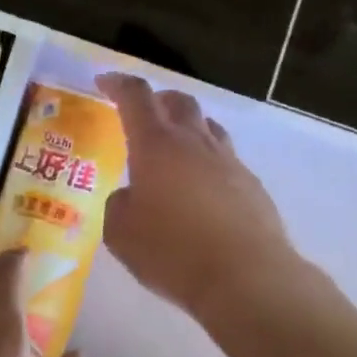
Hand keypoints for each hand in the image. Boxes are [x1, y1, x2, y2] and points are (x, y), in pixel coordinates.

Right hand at [96, 72, 302, 322]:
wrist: (246, 276)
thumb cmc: (173, 251)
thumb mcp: (121, 233)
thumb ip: (119, 205)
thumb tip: (130, 196)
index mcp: (157, 144)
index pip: (136, 97)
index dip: (119, 84)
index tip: (105, 81)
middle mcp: (195, 142)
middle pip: (179, 101)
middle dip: (158, 100)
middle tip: (143, 113)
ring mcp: (229, 161)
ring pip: (208, 127)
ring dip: (188, 127)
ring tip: (175, 148)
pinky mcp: (251, 185)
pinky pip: (226, 159)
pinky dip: (209, 162)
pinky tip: (202, 190)